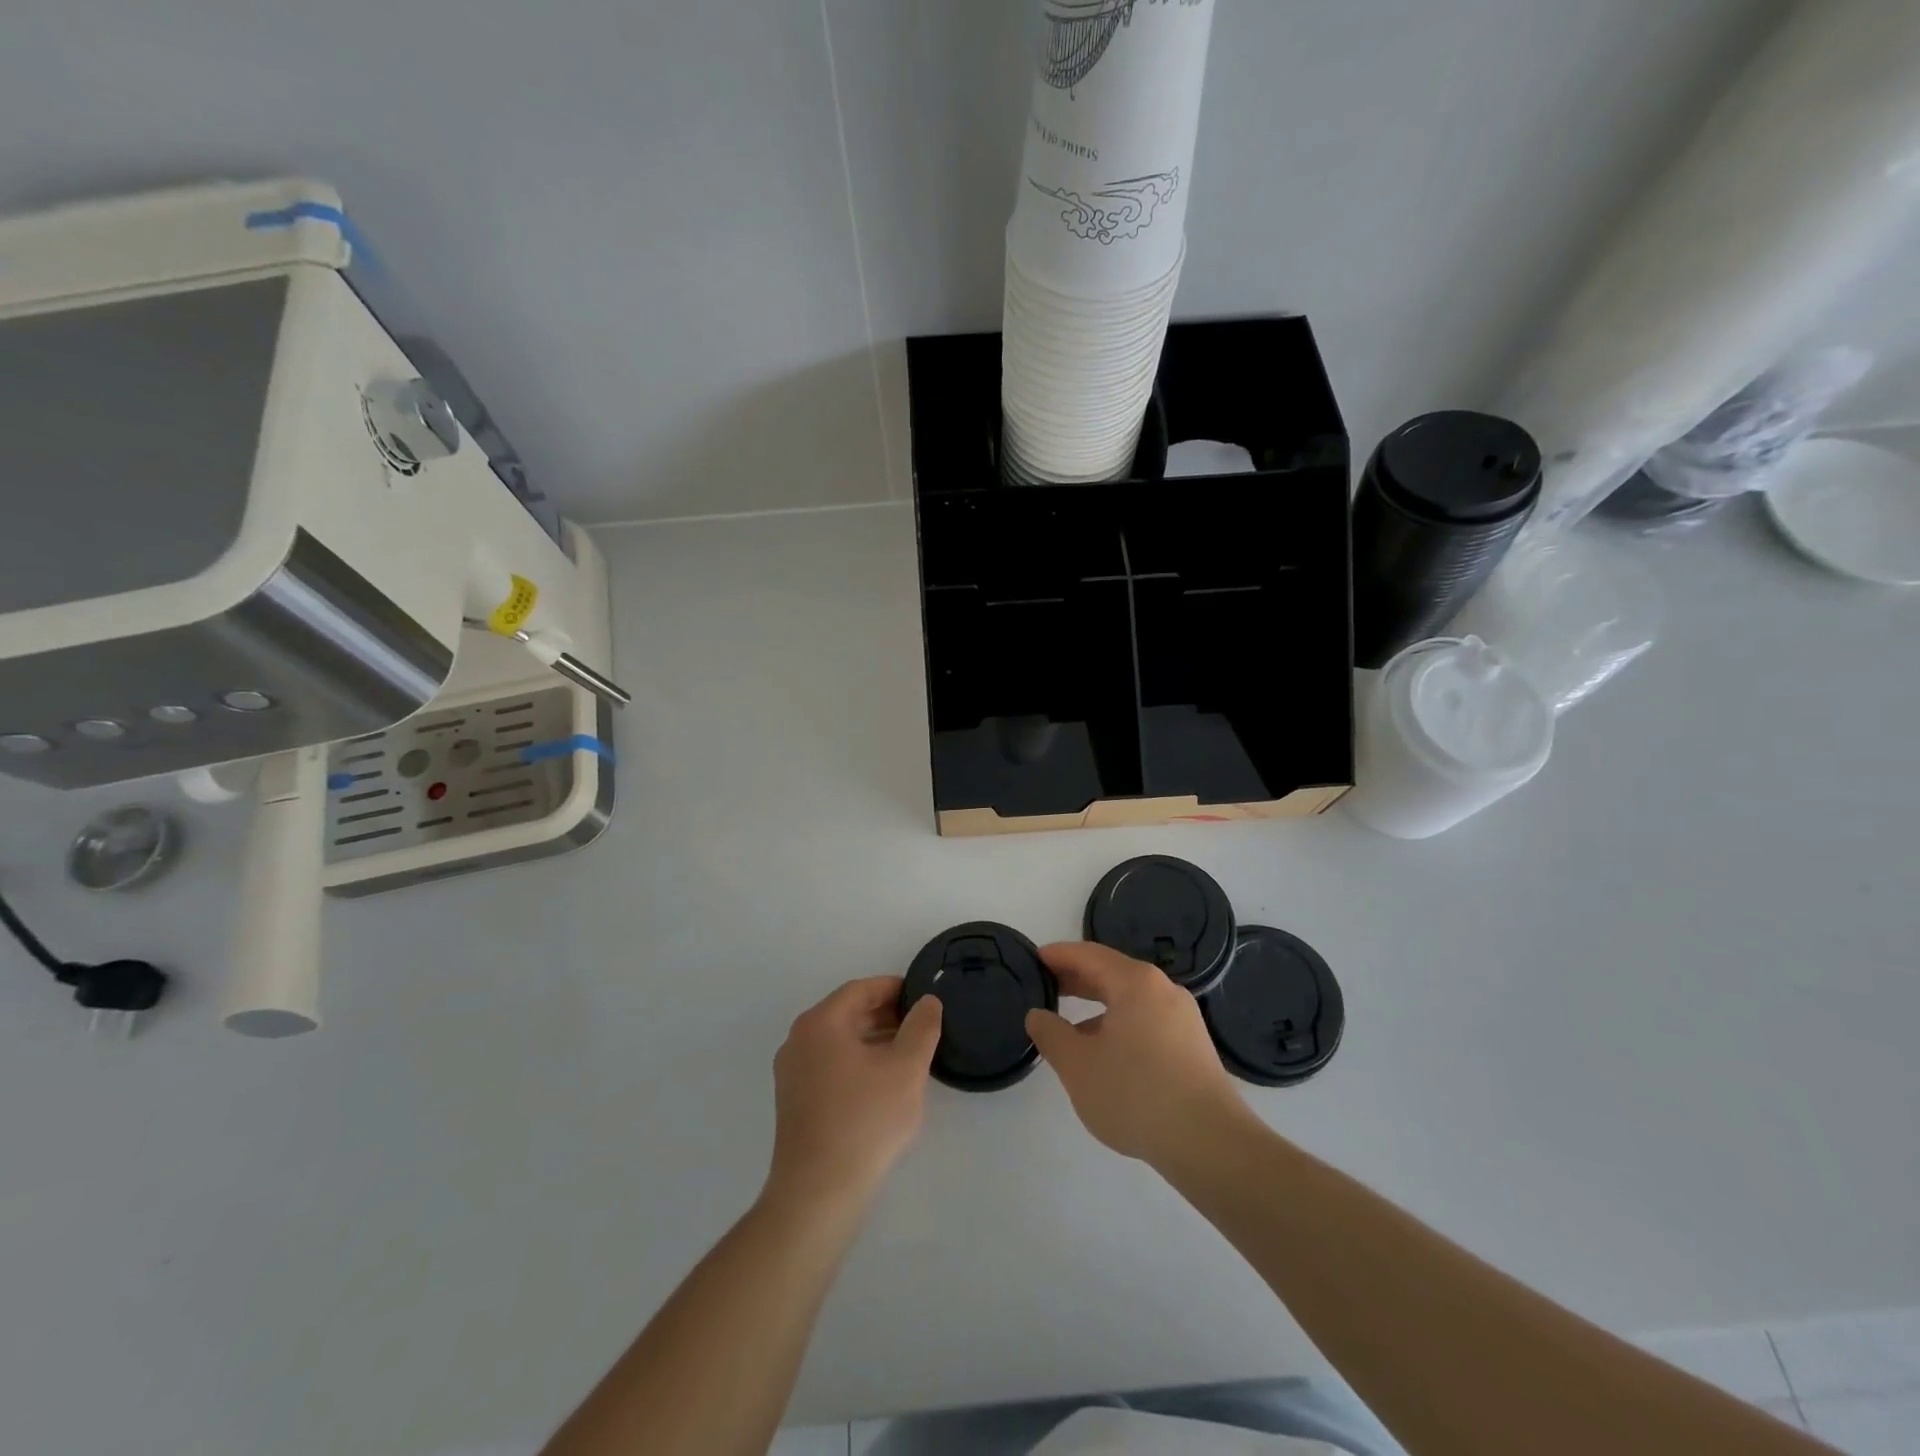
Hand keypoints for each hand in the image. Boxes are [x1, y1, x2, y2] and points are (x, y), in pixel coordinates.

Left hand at [767, 978, 942, 1207]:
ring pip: (838, 1040)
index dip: (894, 988)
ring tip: (908, 1053)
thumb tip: (927, 1002)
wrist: (818, 1193)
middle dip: (885, 1014)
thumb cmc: (865, 1120)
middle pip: (847, 1013)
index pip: (860, 989)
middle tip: (920, 1025)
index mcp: (820, 1022)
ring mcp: (791, 1072)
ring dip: (873, 1039)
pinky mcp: (793, 1101)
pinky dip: (857, 1061)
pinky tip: (882, 1082)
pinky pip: (829, 1064)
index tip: (922, 996)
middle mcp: (799, 1040)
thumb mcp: (906, 1068)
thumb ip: (922, 1027)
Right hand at [1026, 942, 1251, 1167]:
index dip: (1058, 955)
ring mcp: (1182, 1017)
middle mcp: (1163, 990)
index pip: (1089, 955)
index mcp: (1136, 983)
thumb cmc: (1136, 1095)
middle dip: (1076, 978)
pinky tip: (1105, 1052)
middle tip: (1045, 986)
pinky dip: (1119, 1022)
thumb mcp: (1078, 1066)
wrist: (1210, 1143)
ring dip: (1097, 1004)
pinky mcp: (1192, 1045)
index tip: (1033, 958)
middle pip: (1111, 972)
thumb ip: (1051, 1034)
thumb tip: (1038, 1016)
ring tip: (1069, 1025)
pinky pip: (1146, 1019)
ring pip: (1130, 998)